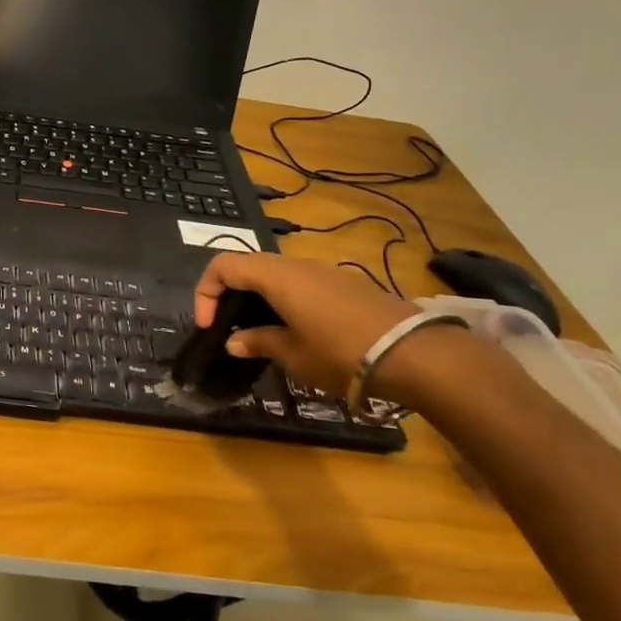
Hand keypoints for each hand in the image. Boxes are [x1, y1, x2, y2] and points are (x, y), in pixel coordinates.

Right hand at [192, 253, 421, 397]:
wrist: (414, 353)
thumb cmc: (341, 352)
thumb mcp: (293, 354)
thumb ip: (259, 342)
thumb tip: (234, 342)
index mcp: (275, 276)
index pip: (223, 265)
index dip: (206, 291)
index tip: (208, 326)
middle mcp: (296, 265)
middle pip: (247, 265)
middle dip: (229, 293)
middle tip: (227, 326)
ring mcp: (323, 272)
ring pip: (274, 273)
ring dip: (257, 296)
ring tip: (258, 332)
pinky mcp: (343, 285)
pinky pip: (299, 283)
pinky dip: (282, 299)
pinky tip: (294, 330)